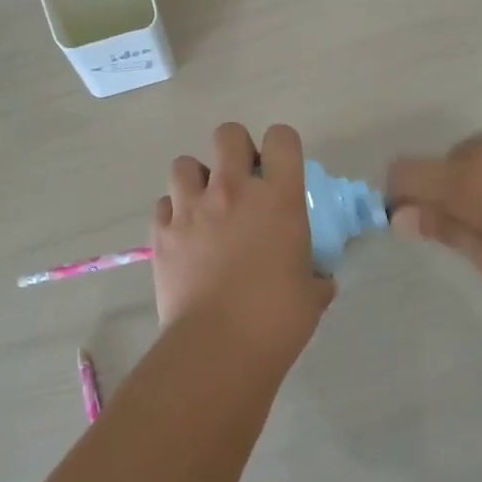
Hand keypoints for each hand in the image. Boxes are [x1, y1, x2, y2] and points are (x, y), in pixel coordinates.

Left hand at [152, 123, 336, 360]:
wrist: (218, 347)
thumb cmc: (276, 320)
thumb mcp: (312, 295)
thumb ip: (316, 277)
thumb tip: (320, 280)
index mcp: (278, 198)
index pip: (282, 138)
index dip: (282, 146)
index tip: (280, 169)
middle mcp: (233, 191)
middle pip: (228, 134)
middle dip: (236, 149)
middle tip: (242, 180)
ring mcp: (191, 208)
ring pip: (185, 163)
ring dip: (197, 178)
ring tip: (206, 204)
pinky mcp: (162, 232)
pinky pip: (163, 204)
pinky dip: (173, 212)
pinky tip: (184, 234)